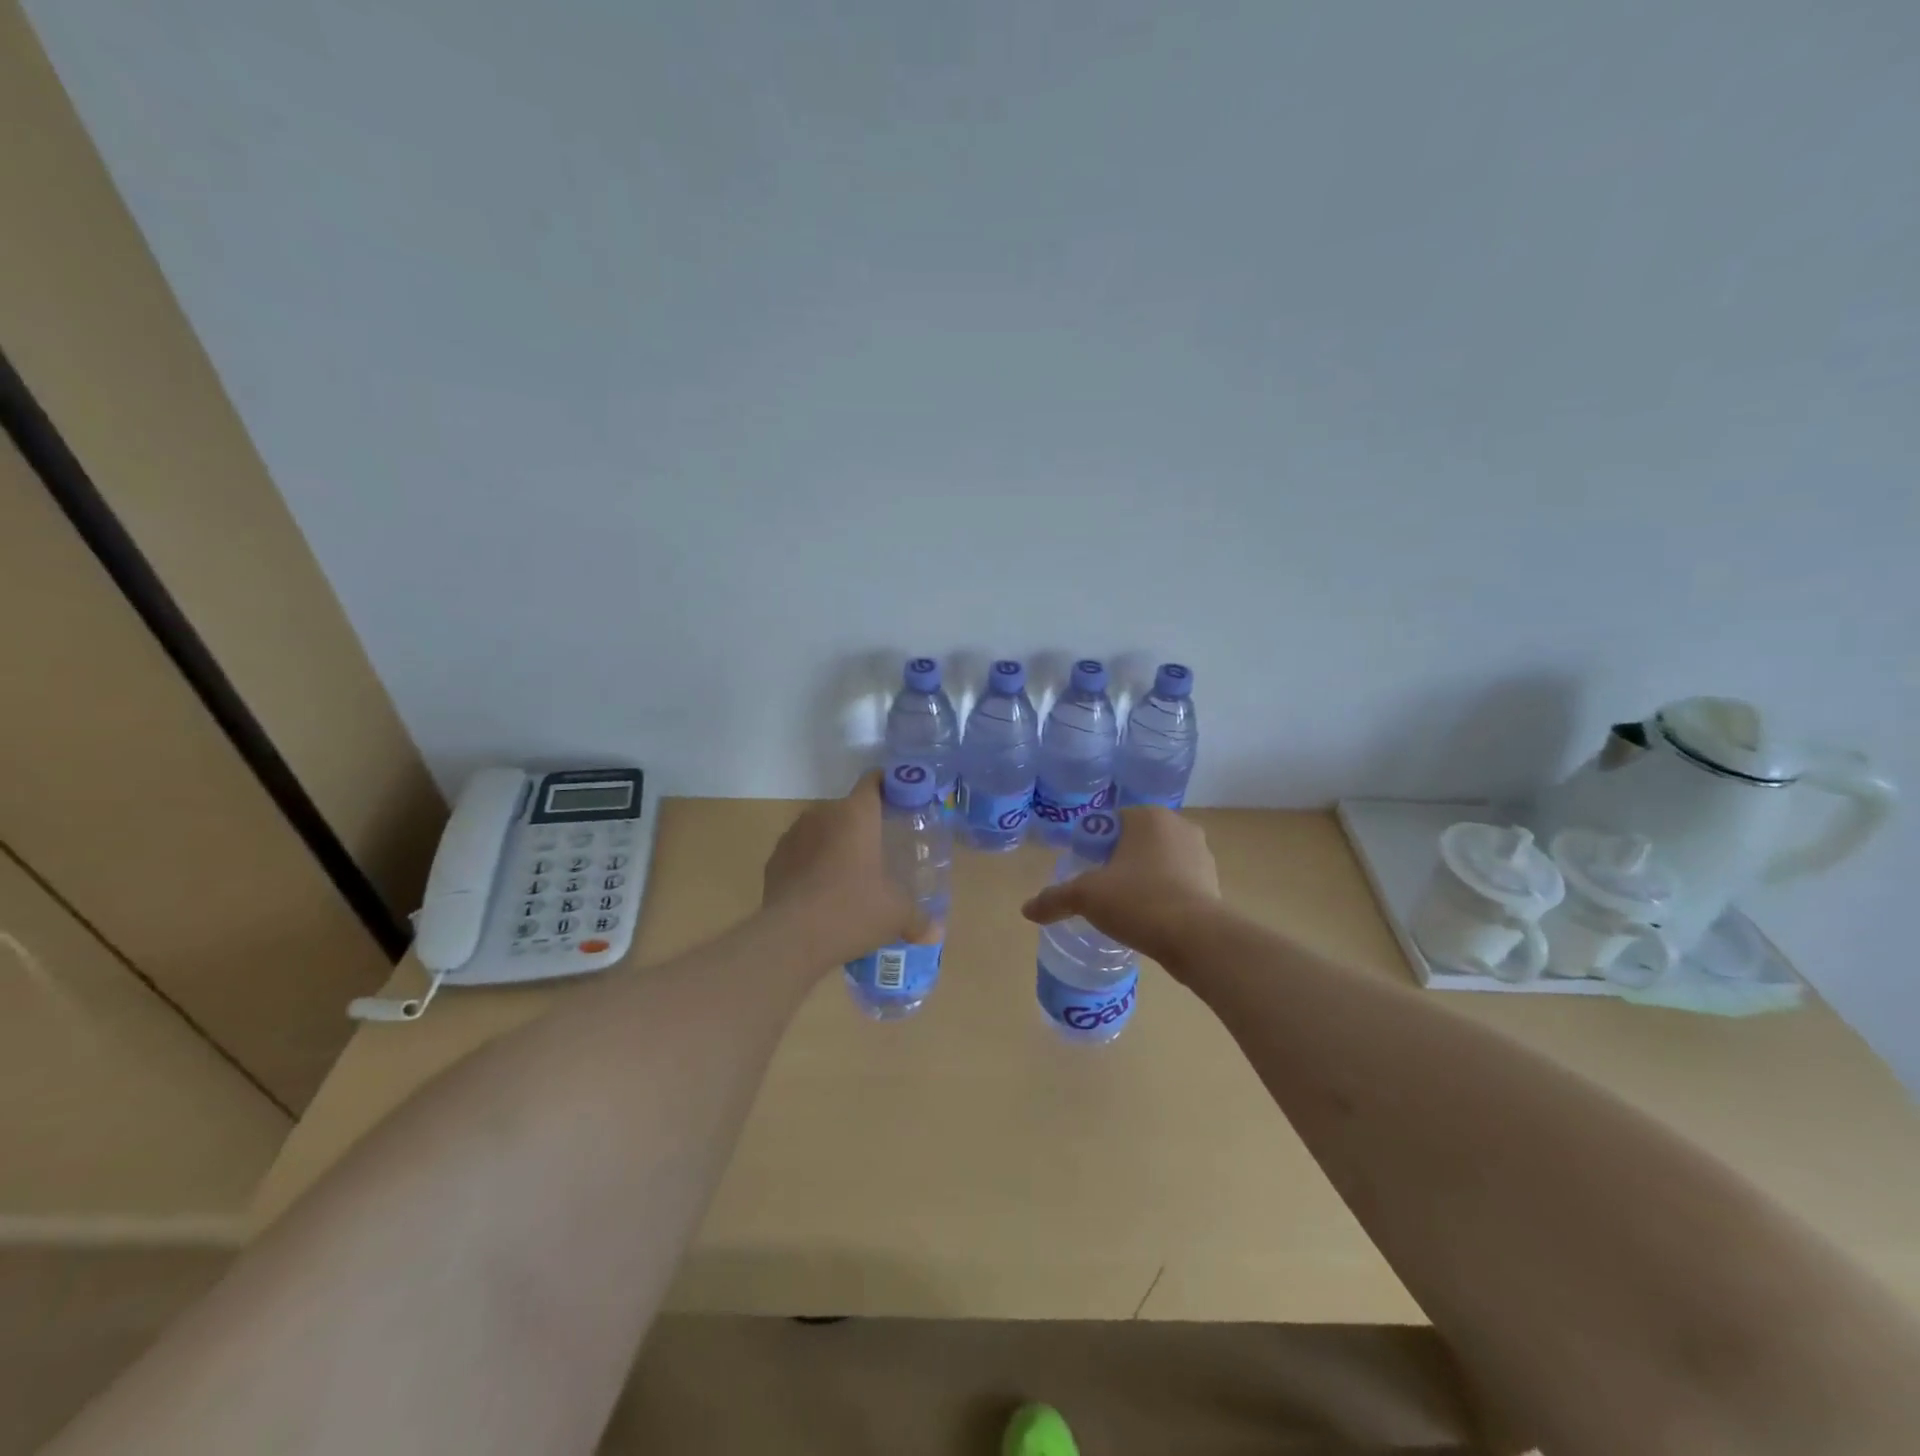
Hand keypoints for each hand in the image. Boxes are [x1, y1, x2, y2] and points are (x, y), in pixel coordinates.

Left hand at [762, 772, 932, 965]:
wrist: (791, 939)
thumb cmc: (853, 910)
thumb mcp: (896, 915)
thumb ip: (918, 918)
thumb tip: (935, 931)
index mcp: (857, 814)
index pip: (874, 781)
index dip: (889, 786)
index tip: (900, 801)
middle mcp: (823, 814)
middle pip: (848, 809)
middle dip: (863, 826)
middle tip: (879, 852)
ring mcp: (793, 835)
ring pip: (821, 830)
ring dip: (834, 845)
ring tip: (848, 875)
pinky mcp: (774, 860)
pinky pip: (799, 853)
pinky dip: (811, 864)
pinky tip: (820, 892)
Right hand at [1019, 806, 1220, 964]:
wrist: (1197, 939)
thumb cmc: (1138, 901)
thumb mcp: (1086, 897)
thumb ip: (1054, 899)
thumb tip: (1027, 910)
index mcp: (1148, 816)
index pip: (1111, 821)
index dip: (1093, 845)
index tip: (1085, 870)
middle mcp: (1179, 826)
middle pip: (1136, 840)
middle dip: (1119, 861)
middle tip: (1102, 889)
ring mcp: (1201, 854)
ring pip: (1160, 861)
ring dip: (1144, 877)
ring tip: (1127, 907)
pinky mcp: (1213, 883)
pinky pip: (1179, 882)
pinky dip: (1165, 894)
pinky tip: (1151, 918)